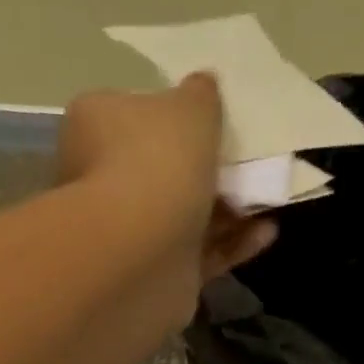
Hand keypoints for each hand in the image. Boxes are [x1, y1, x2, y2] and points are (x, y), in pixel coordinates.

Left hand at [58, 74, 276, 317]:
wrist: (141, 256)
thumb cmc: (157, 164)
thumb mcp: (189, 107)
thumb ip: (201, 95)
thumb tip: (202, 87)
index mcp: (95, 128)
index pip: (128, 113)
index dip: (166, 114)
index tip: (205, 118)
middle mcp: (103, 182)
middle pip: (159, 170)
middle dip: (201, 168)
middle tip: (244, 160)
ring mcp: (130, 236)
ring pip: (185, 217)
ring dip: (227, 209)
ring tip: (267, 194)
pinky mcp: (159, 276)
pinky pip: (202, 256)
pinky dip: (233, 244)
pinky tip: (267, 231)